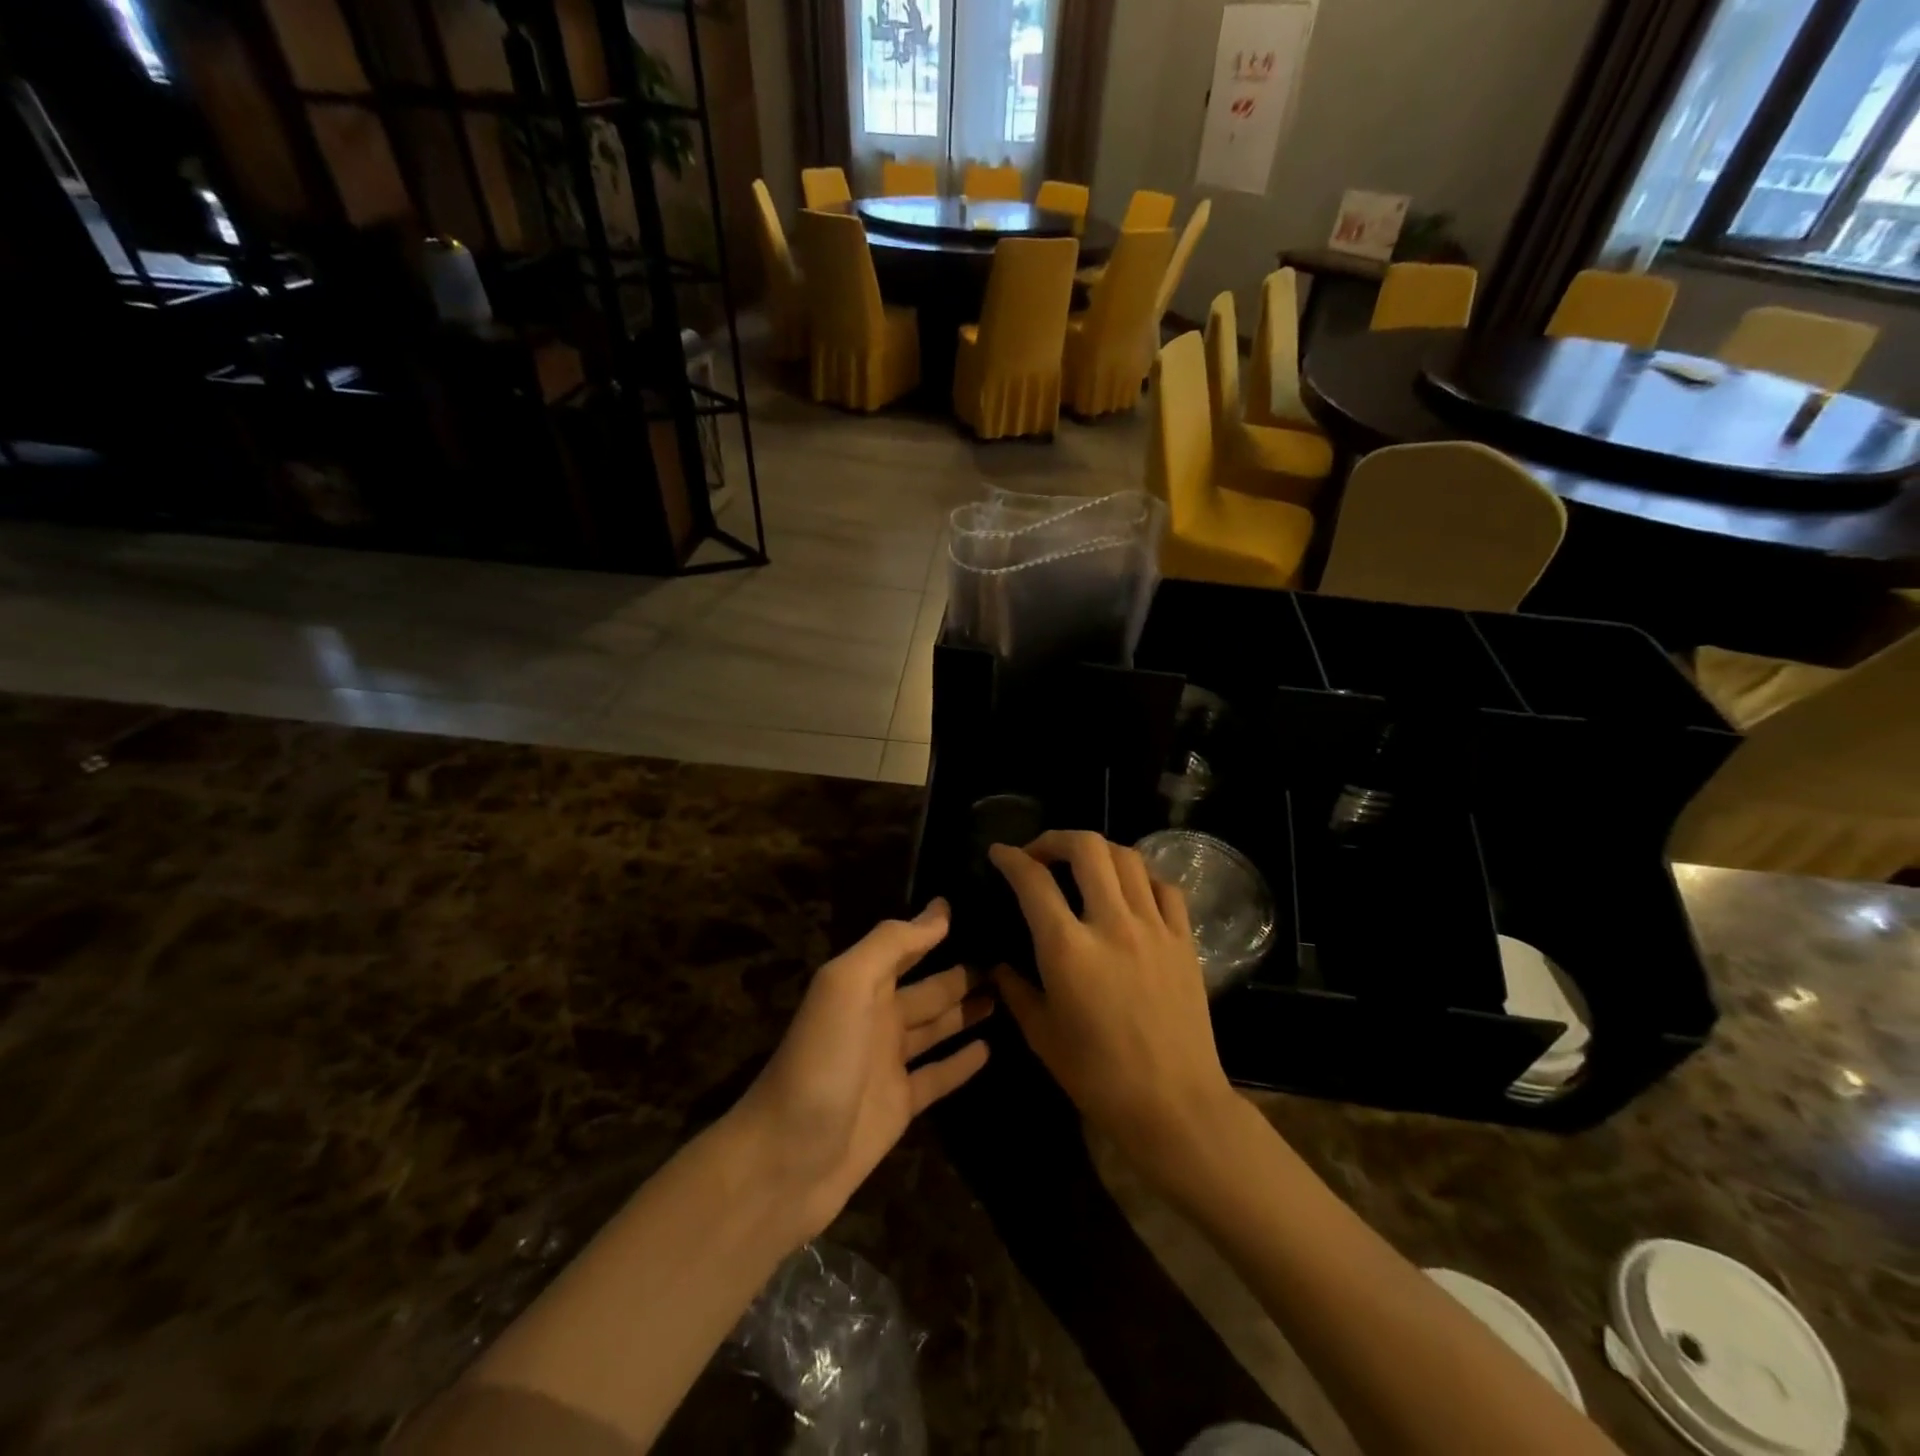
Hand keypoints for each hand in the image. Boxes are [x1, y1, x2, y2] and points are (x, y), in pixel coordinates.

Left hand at [738, 900, 990, 1242]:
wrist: (785, 1162)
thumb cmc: (819, 1062)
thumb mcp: (846, 986)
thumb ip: (890, 945)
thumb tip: (939, 910)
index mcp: (861, 984)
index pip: (906, 946)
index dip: (936, 928)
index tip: (981, 907)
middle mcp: (877, 1017)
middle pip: (928, 987)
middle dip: (962, 971)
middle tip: (1011, 956)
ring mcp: (888, 1064)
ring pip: (937, 1027)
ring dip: (967, 1010)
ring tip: (1008, 993)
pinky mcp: (900, 1106)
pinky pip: (939, 1076)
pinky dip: (962, 1062)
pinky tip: (990, 1048)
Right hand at [989, 832, 1236, 1178]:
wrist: (1174, 1105)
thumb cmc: (1098, 1077)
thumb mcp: (1042, 1035)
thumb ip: (1015, 991)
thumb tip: (998, 966)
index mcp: (1068, 949)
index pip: (1033, 881)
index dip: (1010, 858)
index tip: (999, 853)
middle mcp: (1111, 924)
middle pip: (1086, 848)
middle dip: (1055, 838)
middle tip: (1040, 853)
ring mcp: (1154, 928)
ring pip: (1127, 857)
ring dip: (1098, 850)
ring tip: (1083, 865)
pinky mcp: (1183, 940)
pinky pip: (1164, 887)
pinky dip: (1141, 876)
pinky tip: (1130, 890)